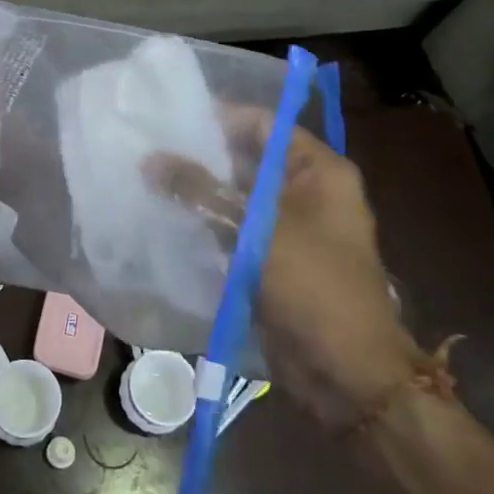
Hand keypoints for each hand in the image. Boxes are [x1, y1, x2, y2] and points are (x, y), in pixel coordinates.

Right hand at [146, 111, 422, 422]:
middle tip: (147, 149)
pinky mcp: (269, 262)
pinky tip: (163, 219)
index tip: (170, 118)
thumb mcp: (257, 230)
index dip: (220, 118)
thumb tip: (150, 159)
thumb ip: (202, 191)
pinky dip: (203, 226)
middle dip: (200, 157)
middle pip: (246, 161)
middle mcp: (305, 193)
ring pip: (234, 199)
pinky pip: (231, 233)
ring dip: (197, 194)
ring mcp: (288, 230)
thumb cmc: (314, 286)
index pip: (264, 125)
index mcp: (319, 172)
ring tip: (145, 179)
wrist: (348, 375)